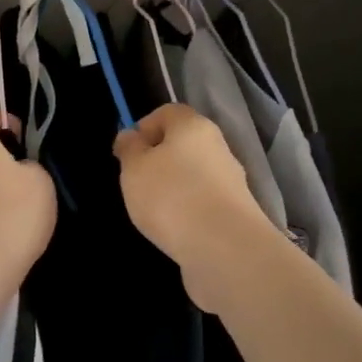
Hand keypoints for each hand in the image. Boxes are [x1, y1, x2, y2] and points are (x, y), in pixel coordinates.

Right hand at [114, 104, 273, 305]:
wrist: (224, 249)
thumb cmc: (171, 196)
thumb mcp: (134, 168)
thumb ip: (130, 149)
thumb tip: (131, 136)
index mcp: (193, 126)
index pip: (167, 113)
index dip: (143, 127)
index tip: (126, 154)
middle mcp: (217, 148)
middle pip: (182, 144)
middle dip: (157, 161)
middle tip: (136, 184)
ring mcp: (230, 182)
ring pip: (193, 176)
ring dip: (173, 189)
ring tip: (153, 213)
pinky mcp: (235, 213)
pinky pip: (203, 204)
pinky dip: (187, 213)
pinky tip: (174, 231)